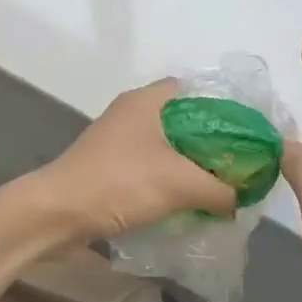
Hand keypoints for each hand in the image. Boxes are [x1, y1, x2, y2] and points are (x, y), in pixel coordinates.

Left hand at [32, 79, 238, 242]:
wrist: (57, 213)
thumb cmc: (119, 182)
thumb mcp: (180, 184)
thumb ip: (219, 189)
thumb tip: (239, 200)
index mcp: (146, 101)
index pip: (192, 89)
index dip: (221, 106)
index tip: (244, 130)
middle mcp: (131, 113)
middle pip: (182, 119)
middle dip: (209, 141)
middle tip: (237, 162)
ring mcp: (117, 140)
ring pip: (165, 145)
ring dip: (189, 163)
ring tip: (218, 183)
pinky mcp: (109, 166)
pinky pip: (150, 166)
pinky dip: (169, 179)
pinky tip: (187, 200)